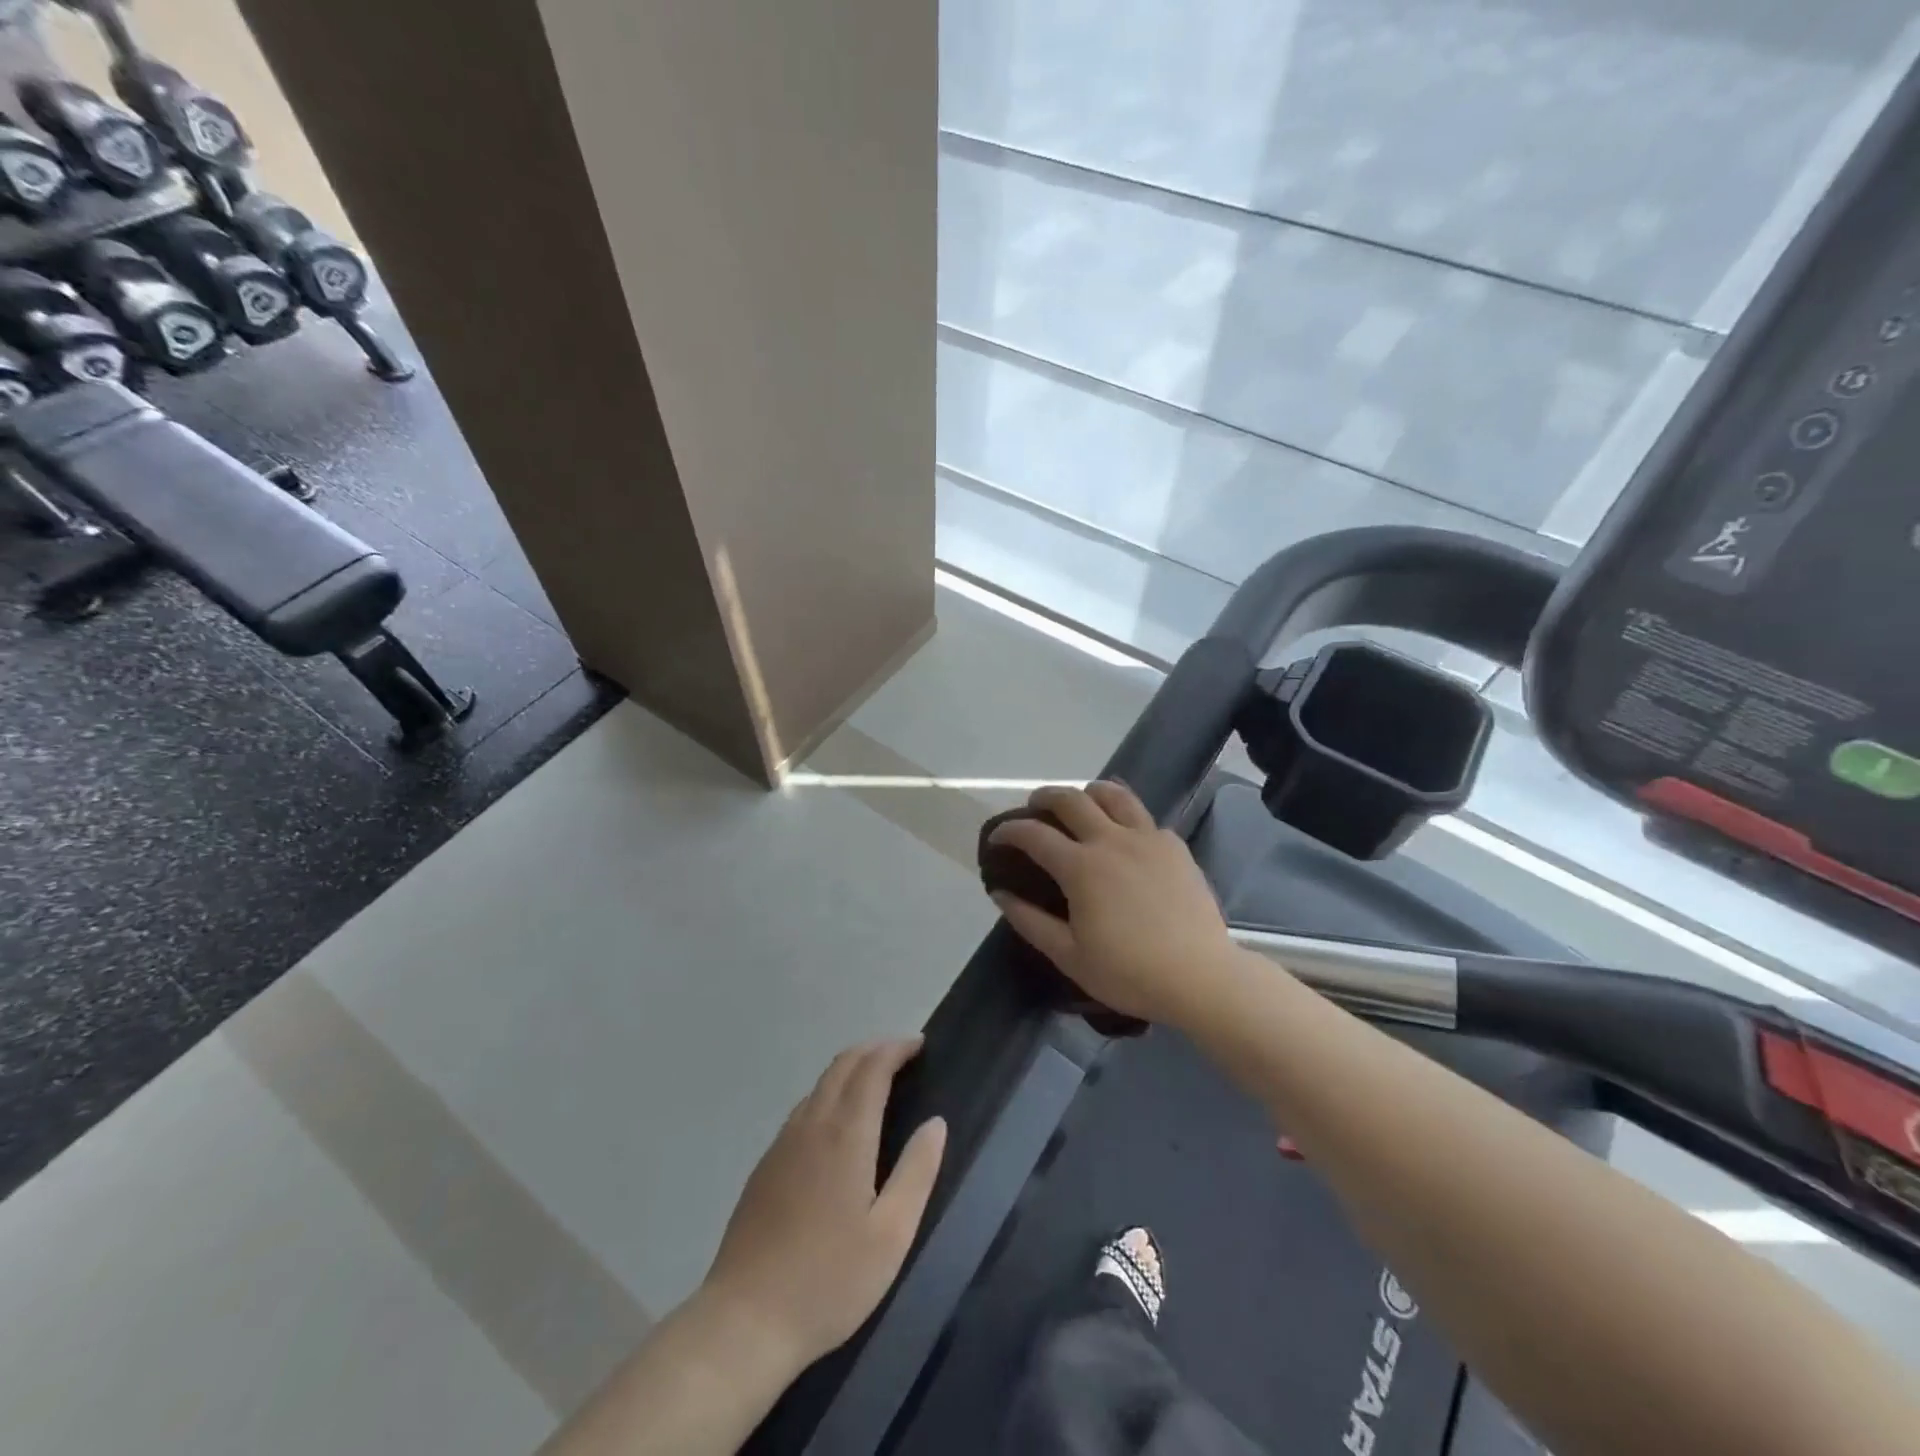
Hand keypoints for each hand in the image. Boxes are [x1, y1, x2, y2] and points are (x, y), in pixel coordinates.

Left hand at [700, 1038, 946, 1375]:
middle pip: (842, 1065)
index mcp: (845, 1135)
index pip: (872, 1068)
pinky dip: (829, 1093)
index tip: (920, 1045)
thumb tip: (935, 1122)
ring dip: (851, 1069)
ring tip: (877, 1082)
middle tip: (904, 1055)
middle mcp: (811, 1125)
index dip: (896, 1049)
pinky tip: (839, 1123)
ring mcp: (782, 1143)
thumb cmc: (829, 1281)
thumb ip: (917, 1171)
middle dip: (874, 1049)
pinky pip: (803, 1108)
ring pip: (820, 1084)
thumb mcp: (891, 1235)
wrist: (744, 1322)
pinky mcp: (765, 1165)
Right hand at [988, 781, 1234, 1025]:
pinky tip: (1124, 838)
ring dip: (1087, 793)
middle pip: (1071, 799)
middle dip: (1044, 797)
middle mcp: (1111, 840)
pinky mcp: (1174, 845)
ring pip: (1113, 794)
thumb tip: (1000, 893)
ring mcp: (1147, 838)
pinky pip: (1143, 817)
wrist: (1200, 977)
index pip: (1034, 834)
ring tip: (1080, 805)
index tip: (997, 836)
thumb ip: (1030, 921)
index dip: (1009, 830)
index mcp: (1081, 867)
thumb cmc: (1129, 972)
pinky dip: (1124, 817)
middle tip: (1034, 808)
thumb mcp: (1069, 956)